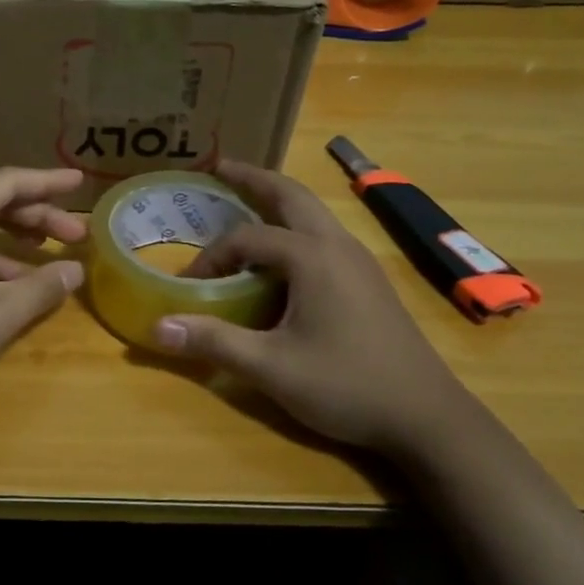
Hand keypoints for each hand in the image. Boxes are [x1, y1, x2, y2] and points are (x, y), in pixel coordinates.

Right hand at [153, 161, 477, 459]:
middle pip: (291, 196)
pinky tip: (283, 255)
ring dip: (278, 201)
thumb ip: (214, 342)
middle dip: (254, 179)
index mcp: (312, 257)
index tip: (189, 285)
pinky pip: (324, 236)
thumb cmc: (347, 386)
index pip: (247, 239)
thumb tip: (156, 328)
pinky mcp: (369, 280)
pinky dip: (295, 226)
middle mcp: (337, 245)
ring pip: (313, 213)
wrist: (426, 416)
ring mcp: (359, 261)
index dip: (211, 257)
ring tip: (247, 201)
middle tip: (220, 168)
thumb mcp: (271, 368)